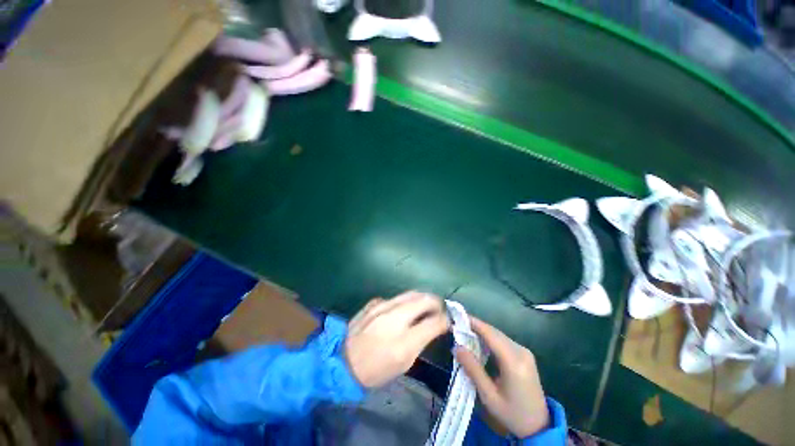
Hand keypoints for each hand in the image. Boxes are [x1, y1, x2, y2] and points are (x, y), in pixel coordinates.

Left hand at [345, 291, 449, 387]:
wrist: (342, 362)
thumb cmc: (376, 369)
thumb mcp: (403, 363)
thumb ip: (421, 341)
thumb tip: (434, 325)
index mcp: (404, 340)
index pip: (434, 321)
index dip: (445, 319)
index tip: (448, 320)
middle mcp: (395, 317)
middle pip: (423, 299)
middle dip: (435, 301)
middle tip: (439, 307)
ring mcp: (382, 306)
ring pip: (409, 294)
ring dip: (421, 298)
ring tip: (425, 305)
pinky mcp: (373, 303)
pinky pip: (394, 298)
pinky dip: (403, 301)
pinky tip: (400, 310)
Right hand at [455, 317, 548, 437]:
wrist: (538, 426)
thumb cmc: (511, 414)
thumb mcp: (489, 395)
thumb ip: (473, 369)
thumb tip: (457, 347)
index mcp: (513, 362)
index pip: (490, 334)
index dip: (474, 323)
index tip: (458, 317)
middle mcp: (521, 352)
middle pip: (494, 332)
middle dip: (476, 326)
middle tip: (458, 327)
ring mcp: (525, 352)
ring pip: (499, 335)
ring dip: (482, 332)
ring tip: (465, 333)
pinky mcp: (525, 355)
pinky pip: (504, 341)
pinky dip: (490, 339)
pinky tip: (480, 343)